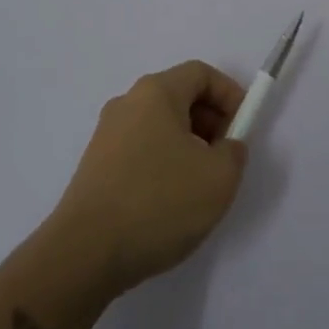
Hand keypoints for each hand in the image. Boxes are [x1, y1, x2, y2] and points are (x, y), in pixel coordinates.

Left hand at [51, 60, 248, 295]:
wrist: (84, 254)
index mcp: (156, 92)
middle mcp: (127, 103)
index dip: (230, 94)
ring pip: (159, 126)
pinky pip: (140, 150)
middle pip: (179, 97)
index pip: (201, 74)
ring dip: (187, 145)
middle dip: (210, 121)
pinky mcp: (95, 167)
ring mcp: (106, 135)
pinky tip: (168, 203)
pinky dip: (163, 163)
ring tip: (199, 185)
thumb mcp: (218, 178)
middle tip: (225, 157)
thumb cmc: (158, 203)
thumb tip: (226, 146)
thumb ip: (234, 152)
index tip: (244, 127)